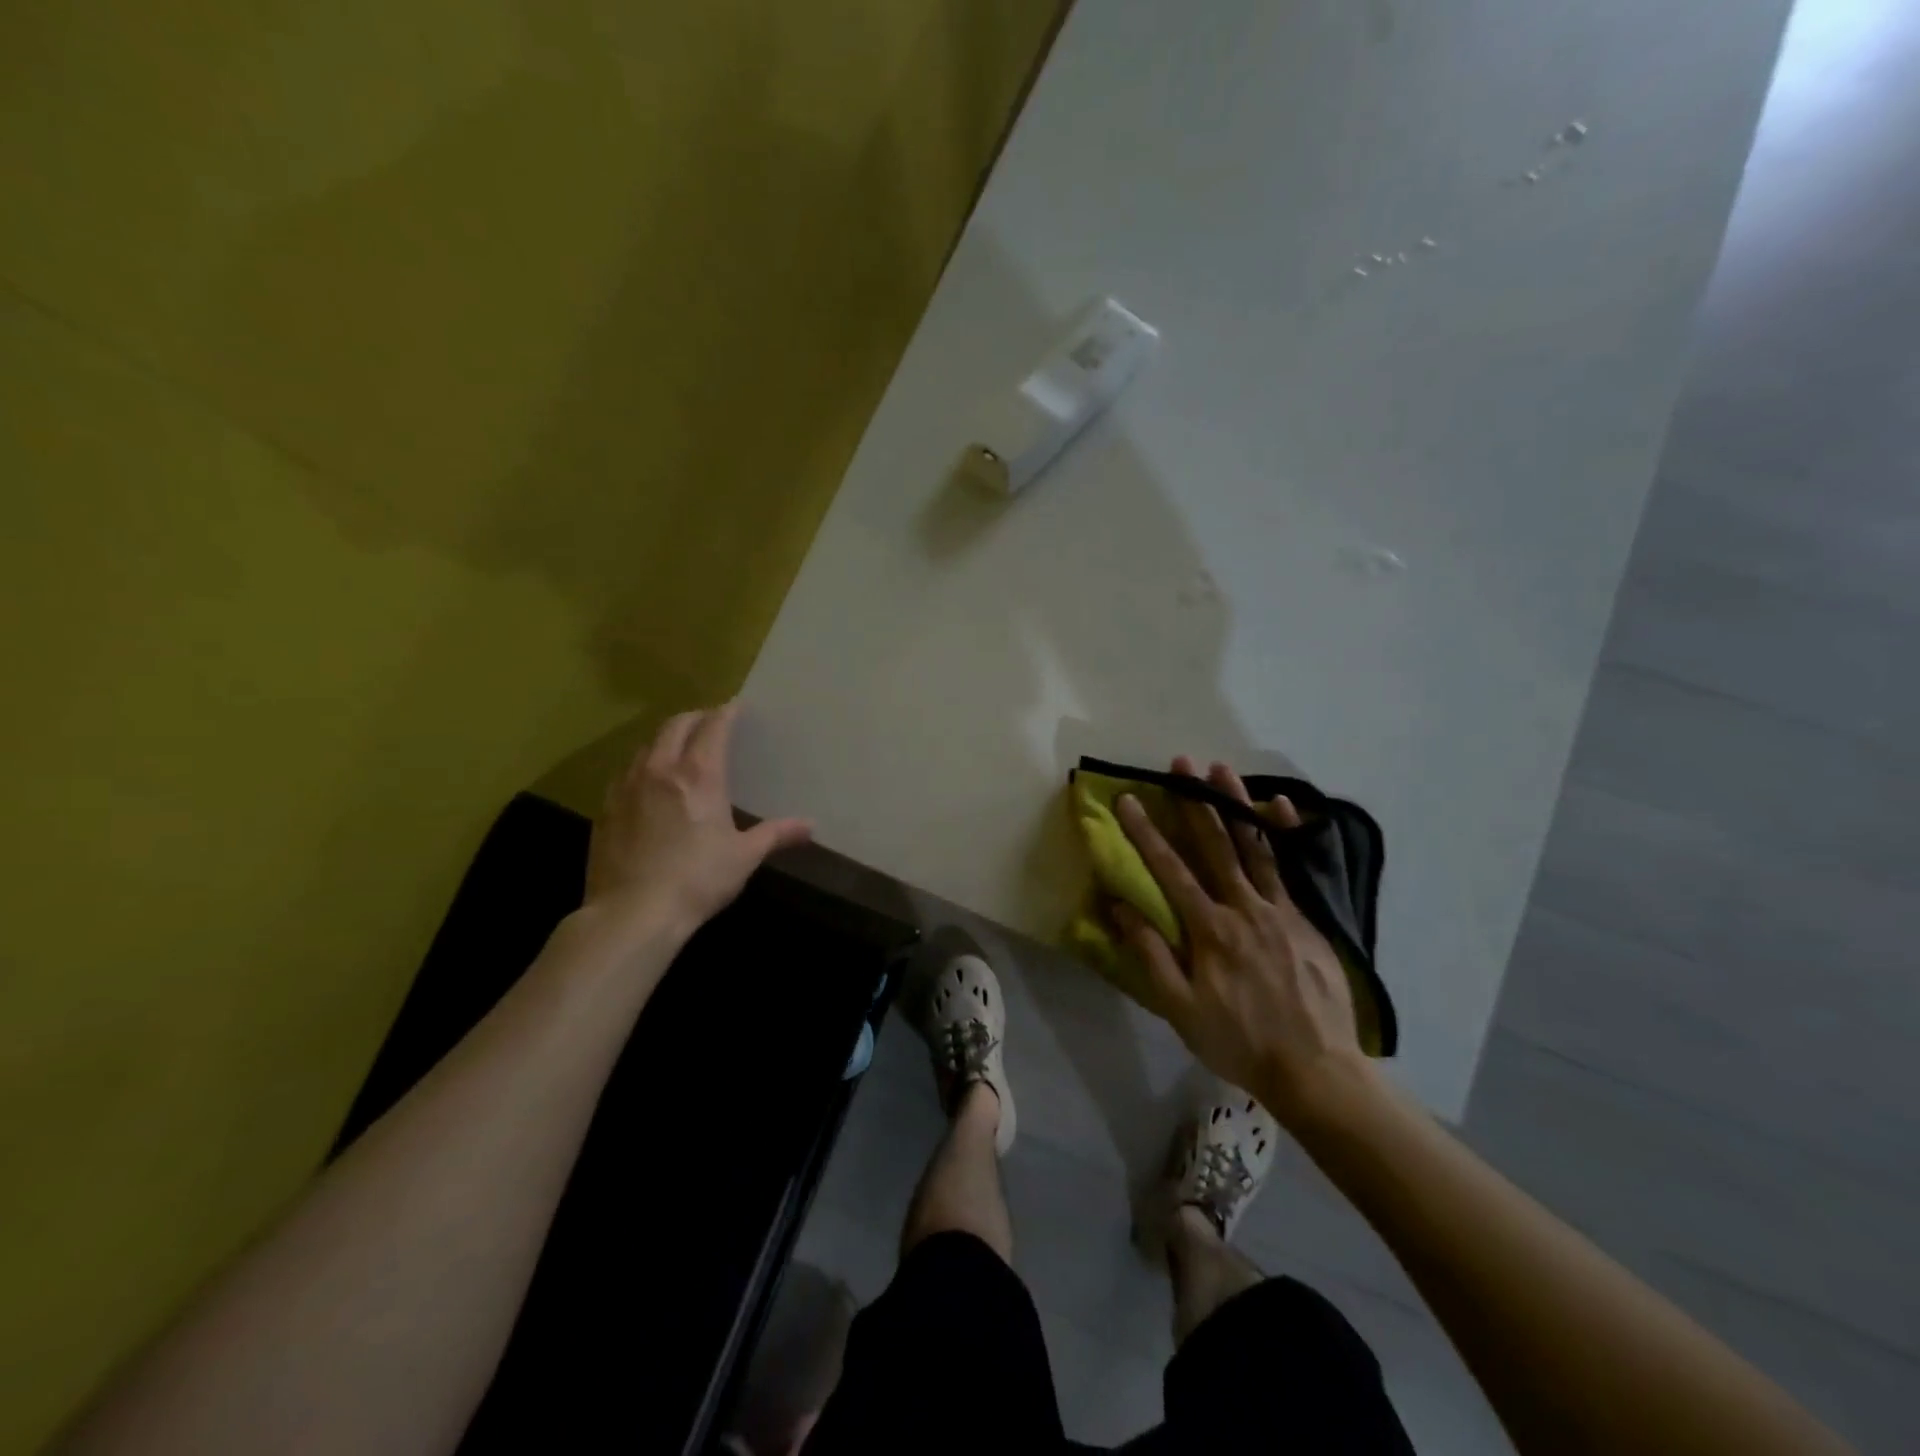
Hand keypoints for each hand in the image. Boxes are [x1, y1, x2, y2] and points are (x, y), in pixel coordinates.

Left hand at [583, 703, 811, 944]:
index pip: (713, 727)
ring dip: (666, 740)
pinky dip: (643, 766)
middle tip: (709, 722)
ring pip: (647, 746)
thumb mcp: (744, 857)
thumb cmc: (697, 880)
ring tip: (679, 750)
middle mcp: (660, 769)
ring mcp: (627, 786)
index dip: (726, 713)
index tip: (735, 707)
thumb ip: (776, 834)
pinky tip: (649, 785)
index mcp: (699, 775)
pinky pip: (626, 772)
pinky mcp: (606, 808)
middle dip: (695, 718)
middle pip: (675, 726)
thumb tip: (810, 826)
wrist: (632, 913)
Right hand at [1111, 757, 1368, 1125]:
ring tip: (1222, 770)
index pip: (1169, 870)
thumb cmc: (1238, 1041)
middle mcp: (1243, 908)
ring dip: (1235, 805)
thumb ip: (1150, 954)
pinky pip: (1292, 868)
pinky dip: (1284, 834)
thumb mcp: (1180, 1009)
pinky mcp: (1307, 919)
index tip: (1128, 800)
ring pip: (1254, 847)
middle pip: (1215, 845)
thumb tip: (1120, 906)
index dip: (1146, 833)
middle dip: (1193, 801)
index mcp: (1209, 930)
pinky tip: (1280, 806)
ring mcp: (1280, 910)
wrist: (1316, 1070)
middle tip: (1181, 763)